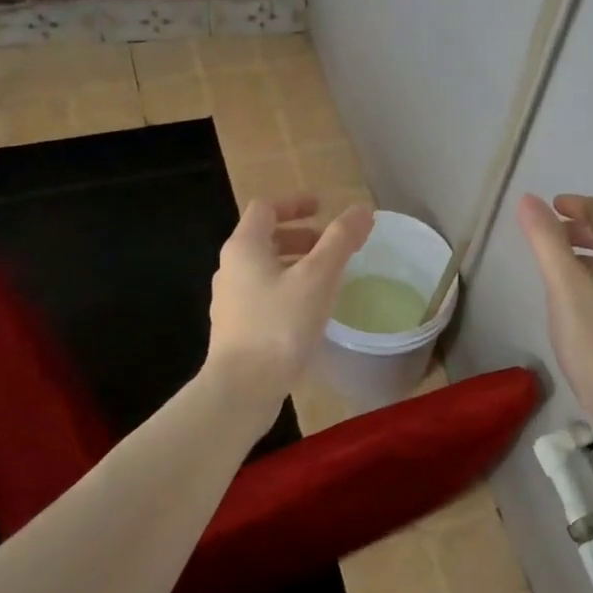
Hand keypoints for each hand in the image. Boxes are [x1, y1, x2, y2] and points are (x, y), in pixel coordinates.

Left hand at [206, 195, 374, 411]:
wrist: (242, 388)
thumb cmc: (279, 326)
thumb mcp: (317, 278)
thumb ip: (340, 241)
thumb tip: (362, 210)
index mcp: (244, 248)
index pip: (265, 209)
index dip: (295, 203)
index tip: (323, 208)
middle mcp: (230, 269)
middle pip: (264, 239)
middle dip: (299, 237)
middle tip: (331, 247)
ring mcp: (230, 301)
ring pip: (265, 270)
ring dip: (295, 265)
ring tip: (326, 279)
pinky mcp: (236, 329)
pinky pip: (264, 296)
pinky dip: (288, 290)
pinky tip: (310, 312)